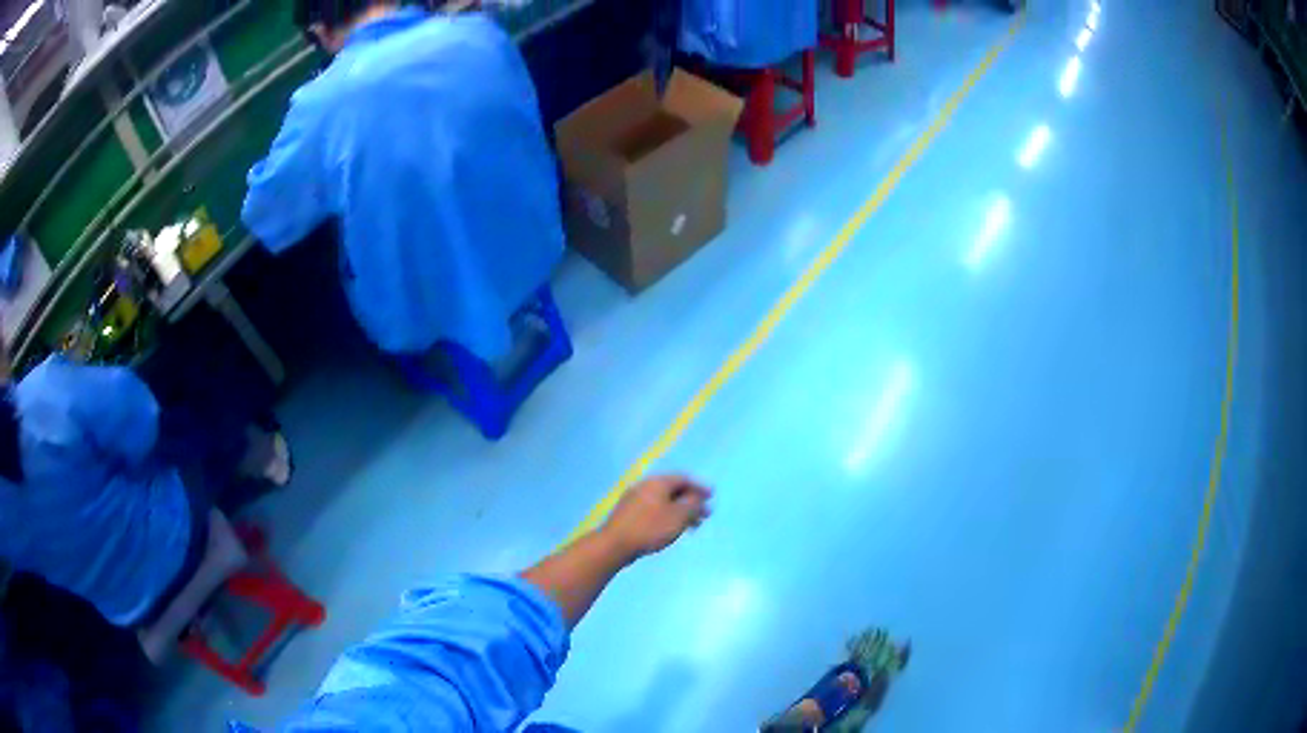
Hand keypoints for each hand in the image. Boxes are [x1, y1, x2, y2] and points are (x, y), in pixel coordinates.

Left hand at [600, 474, 711, 561]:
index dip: (699, 487)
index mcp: (657, 482)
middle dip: (691, 502)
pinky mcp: (629, 514)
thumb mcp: (678, 516)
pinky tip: (671, 530)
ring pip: (664, 502)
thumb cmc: (650, 528)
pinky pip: (654, 511)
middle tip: (704, 515)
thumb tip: (697, 496)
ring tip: (692, 527)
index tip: (711, 497)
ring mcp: (635, 500)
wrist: (615, 544)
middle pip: (673, 490)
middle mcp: (645, 486)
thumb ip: (692, 504)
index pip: (683, 478)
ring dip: (680, 512)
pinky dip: (668, 517)